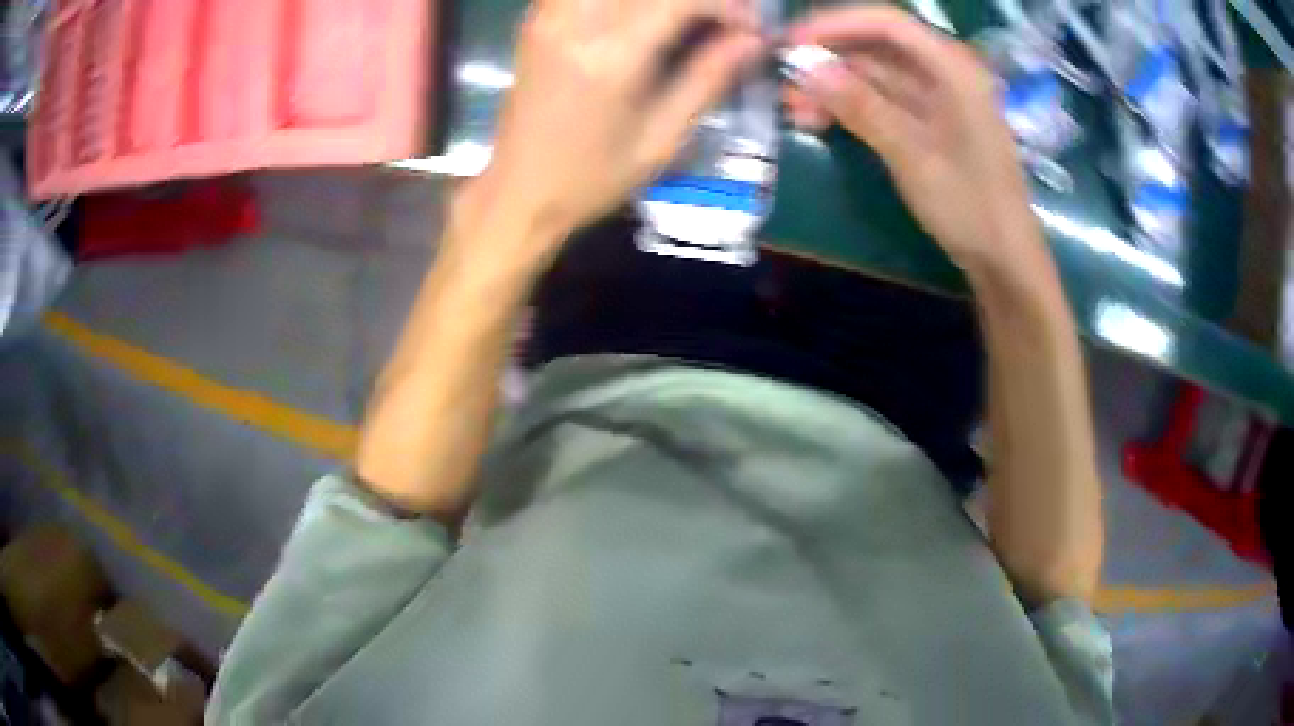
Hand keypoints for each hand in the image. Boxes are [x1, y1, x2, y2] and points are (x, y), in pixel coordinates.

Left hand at [469, 0, 764, 259]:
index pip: (680, 0)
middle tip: (722, 20)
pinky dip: (623, 2)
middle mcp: (576, 23)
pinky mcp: (538, 20)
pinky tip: (640, 17)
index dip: (727, 6)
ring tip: (685, 18)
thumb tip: (753, 39)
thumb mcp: (662, 139)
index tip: (751, 28)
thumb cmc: (592, 178)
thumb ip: (708, 79)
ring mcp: (550, 17)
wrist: (518, 191)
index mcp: (611, 57)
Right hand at [788, 7, 1043, 272]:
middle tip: (785, 84)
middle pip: (877, 47)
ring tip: (795, 110)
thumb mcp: (912, 156)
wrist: (1004, 258)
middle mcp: (945, 72)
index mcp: (952, 68)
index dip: (835, 25)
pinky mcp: (930, 122)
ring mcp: (938, 98)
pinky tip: (821, 121)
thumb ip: (861, 106)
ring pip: (875, 76)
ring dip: (834, 88)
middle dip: (829, 61)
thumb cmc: (970, 206)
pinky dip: (852, 108)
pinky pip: (883, 101)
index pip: (886, 23)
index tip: (790, 44)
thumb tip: (806, 68)